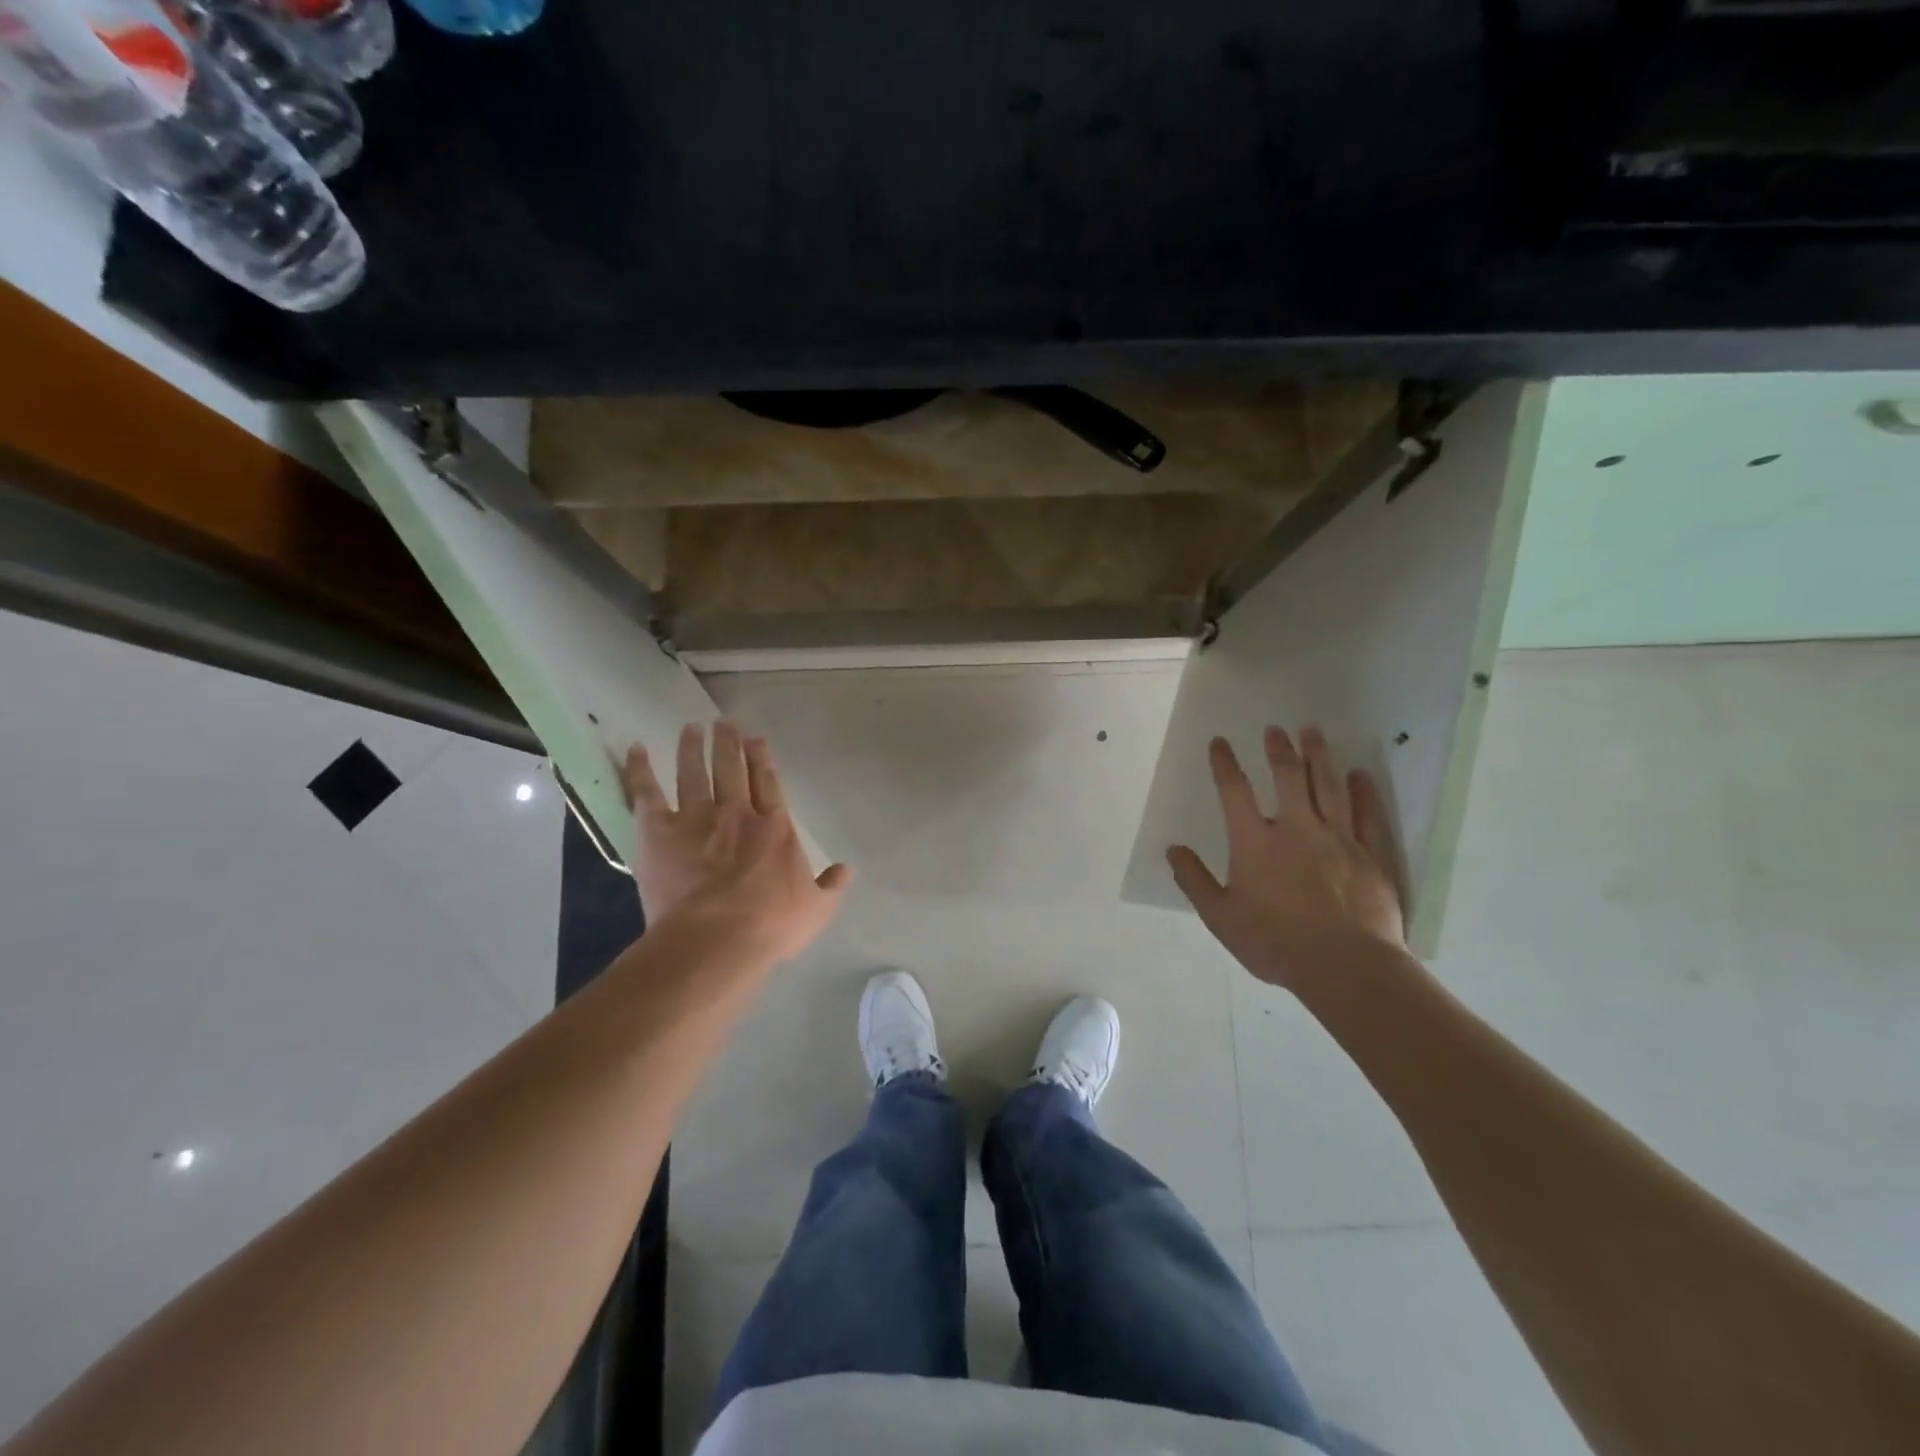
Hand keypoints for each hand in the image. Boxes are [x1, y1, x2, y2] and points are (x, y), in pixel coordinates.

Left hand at [622, 722, 851, 963]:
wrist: (716, 939)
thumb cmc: (770, 925)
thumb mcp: (816, 910)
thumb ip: (830, 886)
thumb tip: (846, 869)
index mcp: (774, 828)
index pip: (768, 784)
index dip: (762, 759)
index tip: (756, 739)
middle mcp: (736, 813)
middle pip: (732, 769)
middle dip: (728, 744)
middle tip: (723, 723)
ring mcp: (696, 818)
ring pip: (693, 773)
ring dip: (692, 748)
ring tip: (691, 728)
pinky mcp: (658, 832)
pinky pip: (646, 793)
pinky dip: (640, 770)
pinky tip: (636, 751)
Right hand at [1168, 724, 1405, 991]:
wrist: (1346, 966)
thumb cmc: (1275, 942)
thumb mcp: (1221, 917)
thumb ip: (1195, 881)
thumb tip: (1174, 850)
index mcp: (1255, 842)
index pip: (1234, 791)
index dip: (1224, 764)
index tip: (1219, 742)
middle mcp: (1296, 828)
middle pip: (1287, 776)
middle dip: (1278, 749)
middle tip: (1276, 728)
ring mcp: (1338, 838)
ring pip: (1328, 786)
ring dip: (1319, 756)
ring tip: (1313, 732)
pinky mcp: (1370, 854)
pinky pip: (1367, 814)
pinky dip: (1363, 791)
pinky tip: (1360, 774)